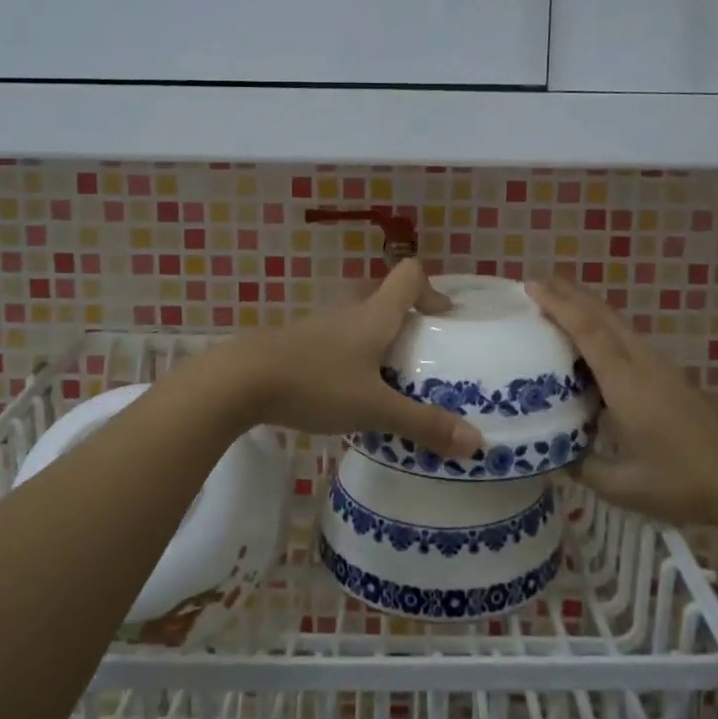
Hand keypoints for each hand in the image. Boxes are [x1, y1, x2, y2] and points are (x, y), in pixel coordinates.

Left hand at [225, 260, 483, 457]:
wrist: (240, 382)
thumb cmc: (316, 384)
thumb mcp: (375, 409)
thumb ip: (423, 425)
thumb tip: (477, 444)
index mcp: (374, 315)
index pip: (409, 275)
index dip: (431, 290)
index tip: (443, 321)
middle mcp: (348, 312)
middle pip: (384, 300)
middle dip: (406, 324)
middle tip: (419, 359)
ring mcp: (317, 327)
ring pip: (357, 324)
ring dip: (375, 345)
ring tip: (386, 383)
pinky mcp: (295, 346)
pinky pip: (333, 344)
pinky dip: (348, 360)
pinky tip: (344, 395)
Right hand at [527, 276, 717, 526]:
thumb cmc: (684, 485)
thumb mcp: (623, 487)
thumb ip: (583, 467)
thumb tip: (554, 455)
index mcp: (627, 384)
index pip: (588, 331)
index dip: (559, 305)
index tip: (532, 285)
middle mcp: (645, 365)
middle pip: (605, 316)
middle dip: (571, 294)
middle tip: (539, 284)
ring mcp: (665, 369)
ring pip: (621, 326)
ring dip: (590, 310)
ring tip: (561, 307)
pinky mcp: (677, 379)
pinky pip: (633, 342)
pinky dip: (606, 331)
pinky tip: (598, 348)